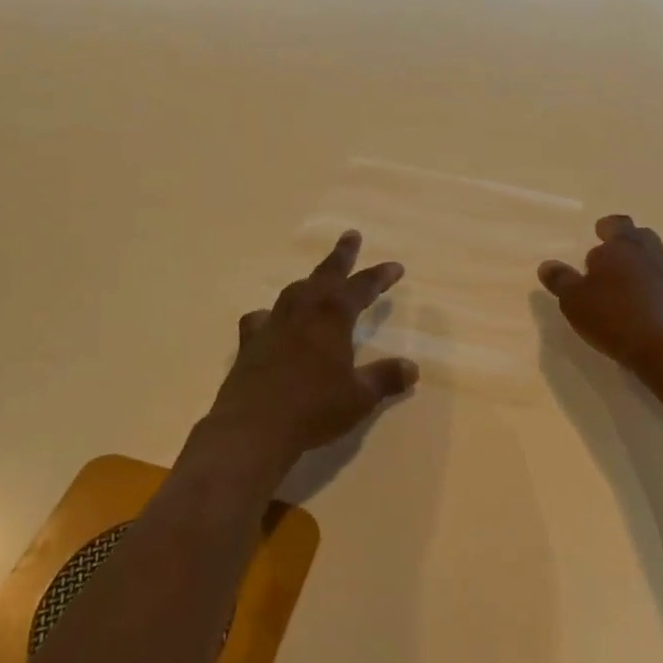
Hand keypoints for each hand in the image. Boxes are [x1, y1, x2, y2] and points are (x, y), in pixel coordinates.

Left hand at [208, 230, 416, 473]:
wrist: (253, 427)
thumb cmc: (314, 408)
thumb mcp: (359, 397)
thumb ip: (384, 379)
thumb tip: (412, 368)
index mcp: (333, 317)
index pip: (361, 288)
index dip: (379, 276)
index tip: (396, 267)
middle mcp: (303, 311)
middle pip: (326, 275)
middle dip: (342, 255)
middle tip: (351, 235)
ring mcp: (273, 324)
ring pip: (295, 291)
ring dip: (310, 281)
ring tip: (317, 279)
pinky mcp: (250, 343)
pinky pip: (262, 318)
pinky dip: (271, 314)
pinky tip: (270, 319)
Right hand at [539, 215, 662, 375]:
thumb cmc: (613, 315)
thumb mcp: (574, 299)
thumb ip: (560, 280)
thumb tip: (547, 265)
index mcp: (622, 244)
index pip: (616, 224)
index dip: (606, 228)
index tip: (598, 234)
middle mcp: (648, 253)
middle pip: (639, 237)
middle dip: (624, 244)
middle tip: (607, 258)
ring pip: (652, 259)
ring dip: (637, 266)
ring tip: (619, 283)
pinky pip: (660, 283)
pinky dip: (649, 287)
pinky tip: (635, 304)